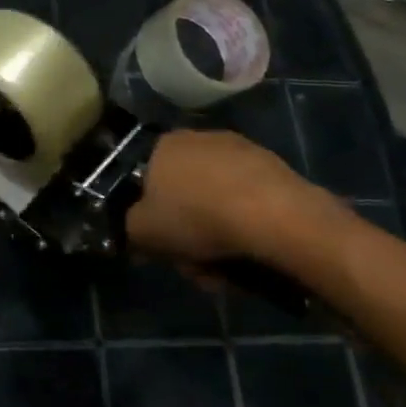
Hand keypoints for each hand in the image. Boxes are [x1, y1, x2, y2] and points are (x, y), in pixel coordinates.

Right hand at [125, 130, 335, 270]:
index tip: (162, 245)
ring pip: (215, 199)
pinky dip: (245, 224)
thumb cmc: (196, 216)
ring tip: (227, 268)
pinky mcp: (274, 167)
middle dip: (187, 232)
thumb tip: (137, 230)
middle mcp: (197, 138)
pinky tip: (252, 251)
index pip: (145, 181)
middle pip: (183, 193)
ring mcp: (239, 150)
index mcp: (162, 145)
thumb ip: (130, 227)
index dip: (151, 216)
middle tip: (196, 265)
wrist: (275, 216)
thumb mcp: (143, 231)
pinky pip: (247, 200)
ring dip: (216, 232)